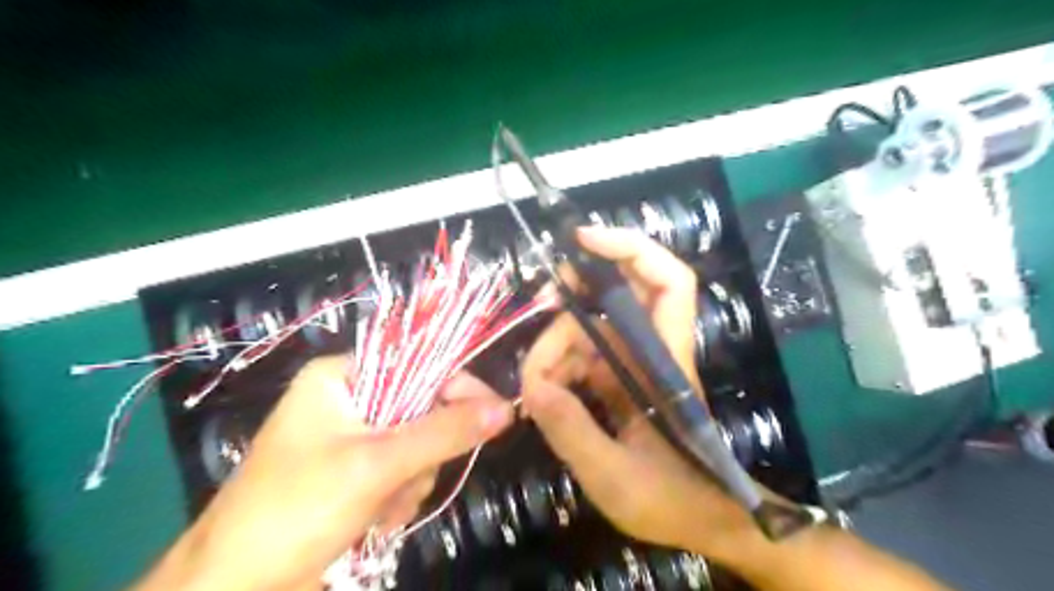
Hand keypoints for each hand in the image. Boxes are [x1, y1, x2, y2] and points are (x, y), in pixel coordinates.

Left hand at [142, 356, 515, 590]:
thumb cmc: (294, 511)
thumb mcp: (375, 466)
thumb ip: (444, 432)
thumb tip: (505, 408)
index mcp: (342, 376)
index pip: (419, 363)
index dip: (459, 387)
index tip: (496, 413)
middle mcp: (349, 399)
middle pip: (421, 407)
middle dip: (422, 451)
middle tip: (408, 479)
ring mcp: (351, 438)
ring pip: (417, 444)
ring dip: (411, 480)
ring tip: (381, 508)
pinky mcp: (355, 472)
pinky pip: (403, 470)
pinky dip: (399, 496)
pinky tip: (375, 520)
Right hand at [520, 226, 753, 562]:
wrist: (703, 522)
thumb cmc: (672, 501)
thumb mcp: (614, 476)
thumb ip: (572, 431)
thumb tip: (531, 387)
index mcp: (665, 363)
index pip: (669, 283)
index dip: (631, 248)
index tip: (583, 240)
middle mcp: (651, 352)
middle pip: (617, 297)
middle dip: (574, 297)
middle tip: (537, 309)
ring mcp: (634, 365)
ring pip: (590, 329)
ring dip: (556, 346)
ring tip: (533, 384)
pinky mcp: (620, 382)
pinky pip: (583, 358)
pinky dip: (559, 368)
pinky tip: (542, 394)